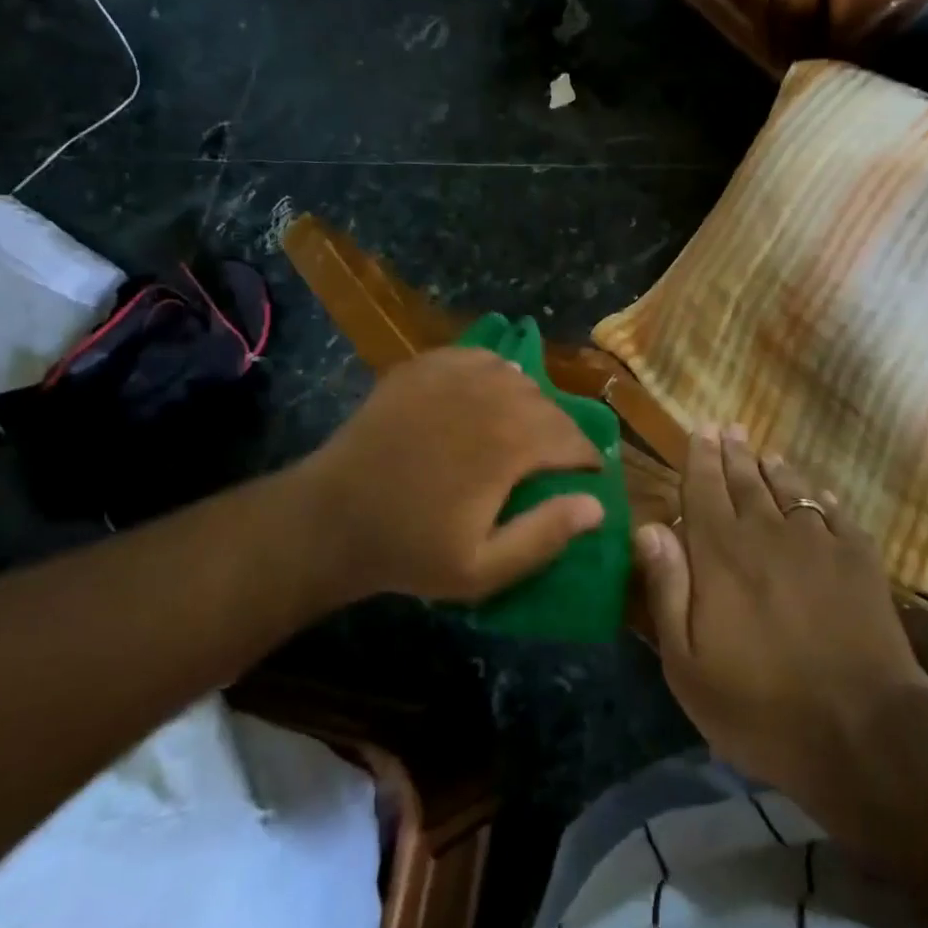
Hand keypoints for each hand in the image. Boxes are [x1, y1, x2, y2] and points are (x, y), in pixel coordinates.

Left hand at [297, 347, 603, 603]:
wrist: (330, 519)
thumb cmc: (410, 548)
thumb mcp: (482, 569)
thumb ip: (545, 536)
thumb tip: (596, 506)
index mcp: (511, 443)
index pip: (573, 440)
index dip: (588, 460)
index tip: (588, 476)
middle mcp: (491, 396)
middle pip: (549, 406)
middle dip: (561, 433)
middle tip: (554, 461)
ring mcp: (454, 375)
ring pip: (517, 378)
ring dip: (529, 403)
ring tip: (520, 430)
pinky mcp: (424, 367)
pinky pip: (479, 358)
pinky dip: (494, 374)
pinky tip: (485, 396)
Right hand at [632, 426, 927, 793]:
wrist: (863, 730)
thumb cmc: (761, 707)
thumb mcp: (688, 665)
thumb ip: (668, 589)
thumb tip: (650, 527)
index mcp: (721, 554)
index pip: (704, 489)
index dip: (700, 458)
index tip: (700, 430)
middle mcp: (768, 532)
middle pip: (746, 480)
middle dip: (734, 452)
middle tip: (728, 428)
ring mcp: (818, 542)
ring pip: (790, 489)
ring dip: (774, 468)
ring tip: (766, 454)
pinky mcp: (860, 558)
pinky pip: (835, 513)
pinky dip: (821, 498)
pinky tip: (818, 495)